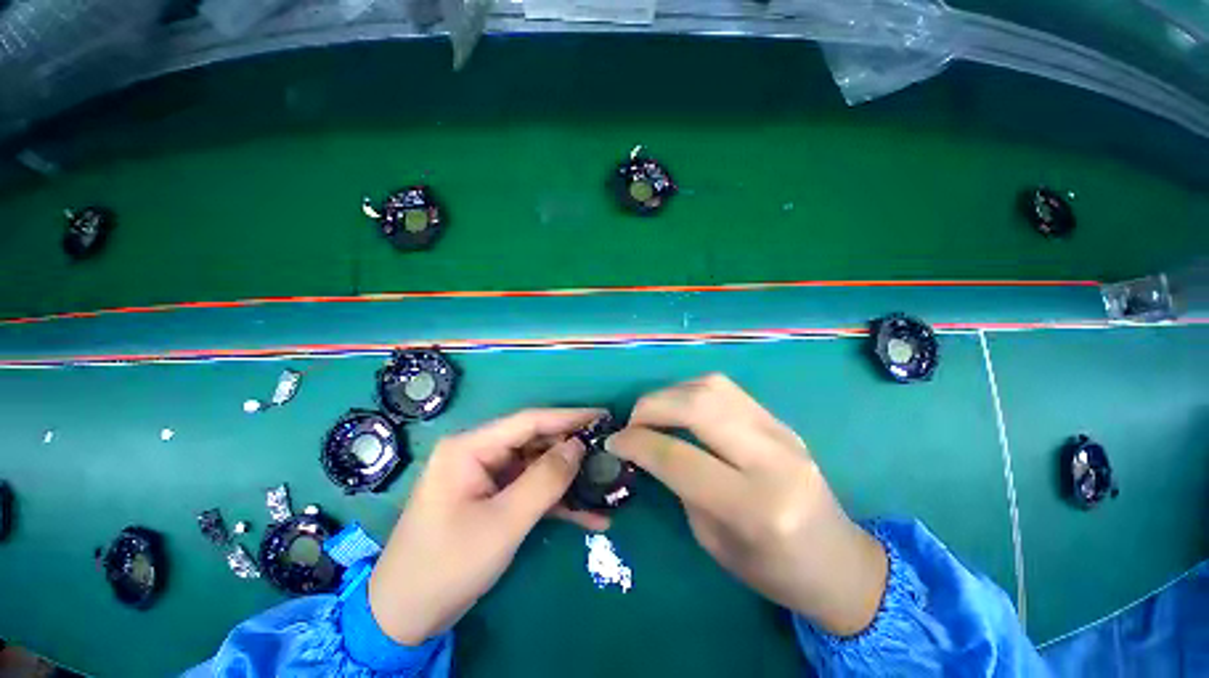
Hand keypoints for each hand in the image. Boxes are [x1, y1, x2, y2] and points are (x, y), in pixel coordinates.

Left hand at [369, 408, 607, 644]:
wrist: (405, 618)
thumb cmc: (447, 565)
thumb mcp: (502, 523)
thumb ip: (545, 481)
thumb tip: (579, 446)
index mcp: (471, 448)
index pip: (529, 421)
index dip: (569, 417)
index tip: (603, 416)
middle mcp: (480, 454)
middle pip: (536, 443)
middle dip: (573, 451)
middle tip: (610, 454)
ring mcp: (488, 477)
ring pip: (538, 468)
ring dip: (570, 481)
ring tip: (606, 485)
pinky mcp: (495, 498)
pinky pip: (531, 491)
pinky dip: (558, 503)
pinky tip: (590, 517)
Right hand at [605, 375, 887, 636]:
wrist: (840, 560)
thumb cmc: (774, 569)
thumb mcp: (713, 541)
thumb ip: (680, 487)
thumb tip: (648, 448)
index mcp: (754, 506)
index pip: (679, 457)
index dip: (637, 443)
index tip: (614, 441)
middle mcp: (771, 459)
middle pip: (698, 406)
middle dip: (652, 406)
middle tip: (632, 421)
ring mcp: (781, 432)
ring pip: (712, 387)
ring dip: (671, 393)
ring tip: (654, 412)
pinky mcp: (781, 421)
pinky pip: (727, 390)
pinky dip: (693, 391)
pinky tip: (683, 408)